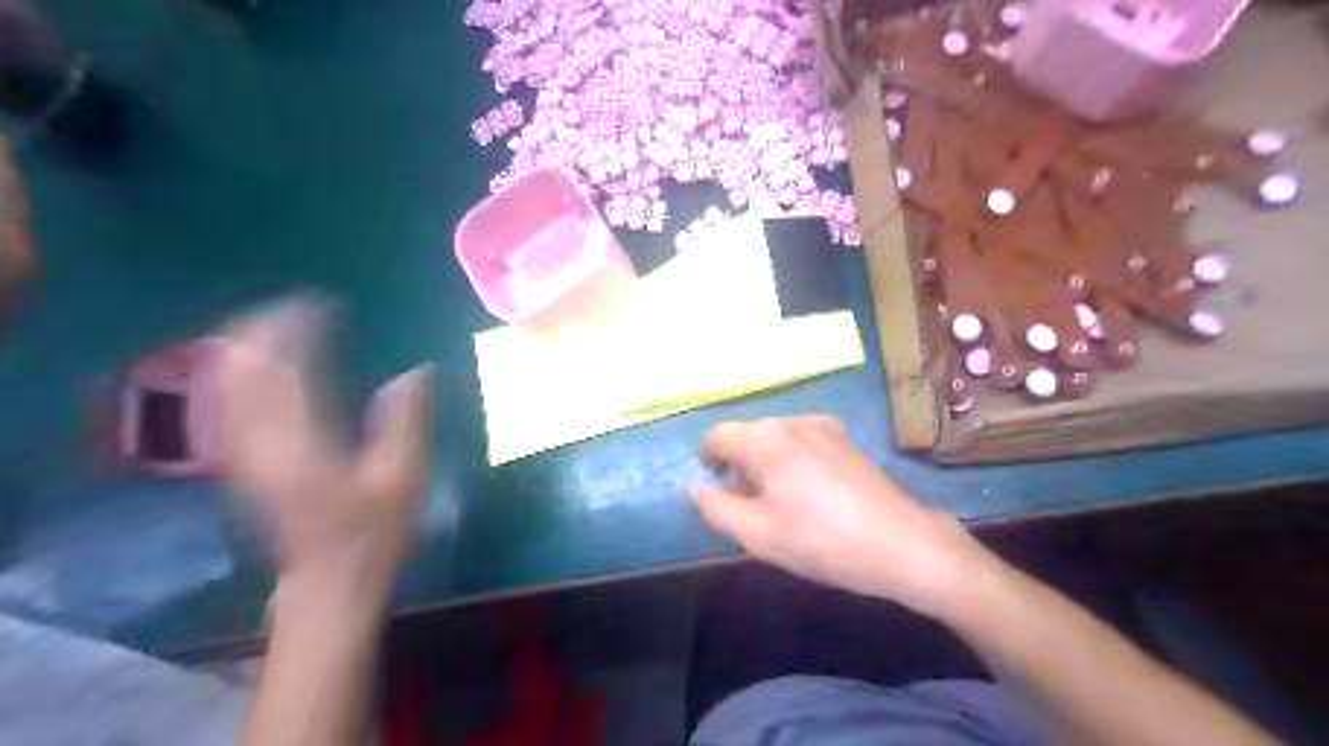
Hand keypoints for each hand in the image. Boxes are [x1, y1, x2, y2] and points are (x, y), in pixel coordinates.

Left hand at [213, 297, 437, 600]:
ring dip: (248, 345)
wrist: (328, 583)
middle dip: (263, 327)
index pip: (284, 366)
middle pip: (239, 367)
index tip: (322, 303)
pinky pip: (229, 401)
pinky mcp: (243, 462)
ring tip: (281, 326)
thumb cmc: (373, 532)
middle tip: (298, 307)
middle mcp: (258, 439)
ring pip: (226, 382)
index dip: (297, 327)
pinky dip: (243, 371)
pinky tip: (265, 366)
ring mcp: (243, 452)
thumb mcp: (405, 477)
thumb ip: (408, 419)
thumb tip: (418, 371)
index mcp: (300, 439)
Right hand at [691, 415, 991, 614]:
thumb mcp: (758, 535)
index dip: (708, 458)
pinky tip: (808, 492)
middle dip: (738, 464)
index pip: (719, 435)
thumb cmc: (822, 541)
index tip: (715, 487)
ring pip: (775, 436)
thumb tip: (699, 487)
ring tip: (778, 501)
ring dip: (764, 461)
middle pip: (748, 434)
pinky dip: (790, 458)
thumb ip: (716, 508)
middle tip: (747, 504)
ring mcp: (824, 427)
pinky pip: (801, 439)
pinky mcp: (845, 439)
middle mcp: (793, 422)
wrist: (901, 544)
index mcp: (768, 440)